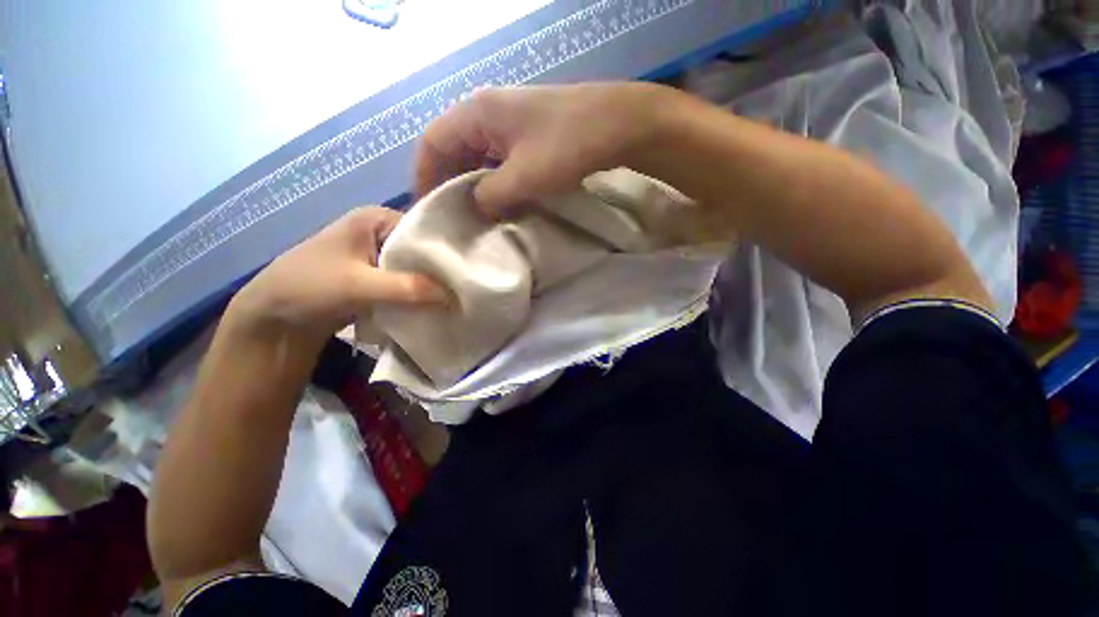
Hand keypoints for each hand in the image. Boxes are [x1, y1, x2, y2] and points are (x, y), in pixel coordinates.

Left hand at [229, 207, 446, 345]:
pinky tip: (439, 304)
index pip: (425, 229)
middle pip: (423, 250)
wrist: (274, 320)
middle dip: (441, 270)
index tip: (468, 270)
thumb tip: (455, 296)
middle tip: (467, 287)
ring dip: (433, 284)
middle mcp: (382, 232)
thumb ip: (408, 288)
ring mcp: (380, 256)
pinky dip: (421, 294)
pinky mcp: (379, 278)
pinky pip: (409, 283)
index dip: (446, 250)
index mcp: (376, 218)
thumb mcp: (359, 285)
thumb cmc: (308, 288)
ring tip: (459, 297)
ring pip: (418, 269)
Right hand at [414, 82, 672, 213]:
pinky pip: (501, 158)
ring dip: (475, 184)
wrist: (619, 125)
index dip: (424, 176)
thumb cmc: (566, 146)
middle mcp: (488, 112)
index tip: (426, 208)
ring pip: (479, 156)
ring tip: (475, 214)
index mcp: (477, 113)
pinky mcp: (530, 134)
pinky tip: (503, 201)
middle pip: (454, 149)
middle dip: (450, 183)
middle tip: (452, 217)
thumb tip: (479, 208)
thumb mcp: (523, 178)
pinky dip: (497, 180)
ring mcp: (511, 122)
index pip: (433, 143)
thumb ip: (491, 196)